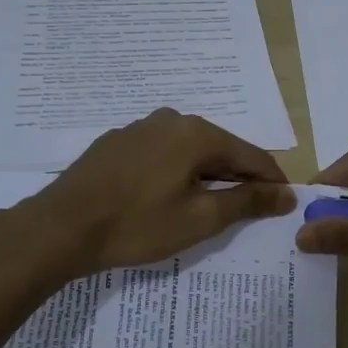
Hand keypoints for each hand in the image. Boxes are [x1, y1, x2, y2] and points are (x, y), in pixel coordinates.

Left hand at [10, 109, 294, 279]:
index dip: (271, 180)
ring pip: (188, 151)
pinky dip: (175, 173)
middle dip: (238, 177)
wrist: (61, 227)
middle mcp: (171, 120)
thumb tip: (287, 193)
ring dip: (205, 175)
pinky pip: (160, 155)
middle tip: (249, 210)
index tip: (284, 203)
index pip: (251, 155)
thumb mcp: (201, 218)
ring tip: (208, 207)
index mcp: (198, 133)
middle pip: (220, 149)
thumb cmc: (138, 224)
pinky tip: (166, 197)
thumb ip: (247, 201)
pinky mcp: (116, 143)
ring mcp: (139, 128)